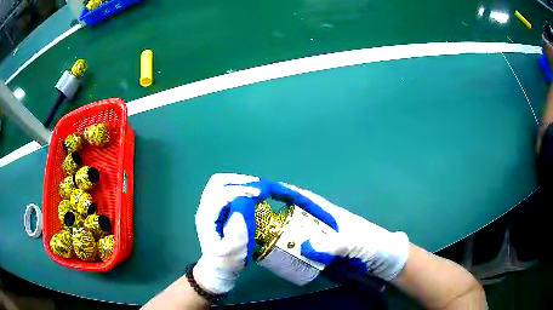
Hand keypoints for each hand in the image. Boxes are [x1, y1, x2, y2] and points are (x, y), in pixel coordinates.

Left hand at [193, 173, 261, 293]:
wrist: (218, 268)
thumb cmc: (226, 262)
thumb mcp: (232, 252)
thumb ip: (236, 232)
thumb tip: (242, 206)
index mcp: (206, 217)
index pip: (221, 194)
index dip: (240, 191)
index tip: (260, 194)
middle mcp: (206, 208)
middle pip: (218, 182)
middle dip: (239, 181)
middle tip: (259, 187)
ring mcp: (211, 207)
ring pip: (222, 183)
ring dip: (241, 182)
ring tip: (258, 188)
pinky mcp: (219, 209)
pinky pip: (228, 190)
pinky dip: (241, 188)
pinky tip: (252, 194)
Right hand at [246, 180, 409, 280]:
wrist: (388, 263)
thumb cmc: (376, 246)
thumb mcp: (358, 243)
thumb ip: (335, 245)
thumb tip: (305, 247)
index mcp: (333, 215)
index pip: (306, 199)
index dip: (287, 192)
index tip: (266, 191)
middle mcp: (326, 225)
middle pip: (298, 216)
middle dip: (278, 216)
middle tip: (256, 223)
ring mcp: (326, 241)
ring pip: (300, 235)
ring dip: (284, 236)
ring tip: (263, 241)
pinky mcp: (326, 256)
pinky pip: (306, 251)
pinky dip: (294, 252)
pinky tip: (283, 258)